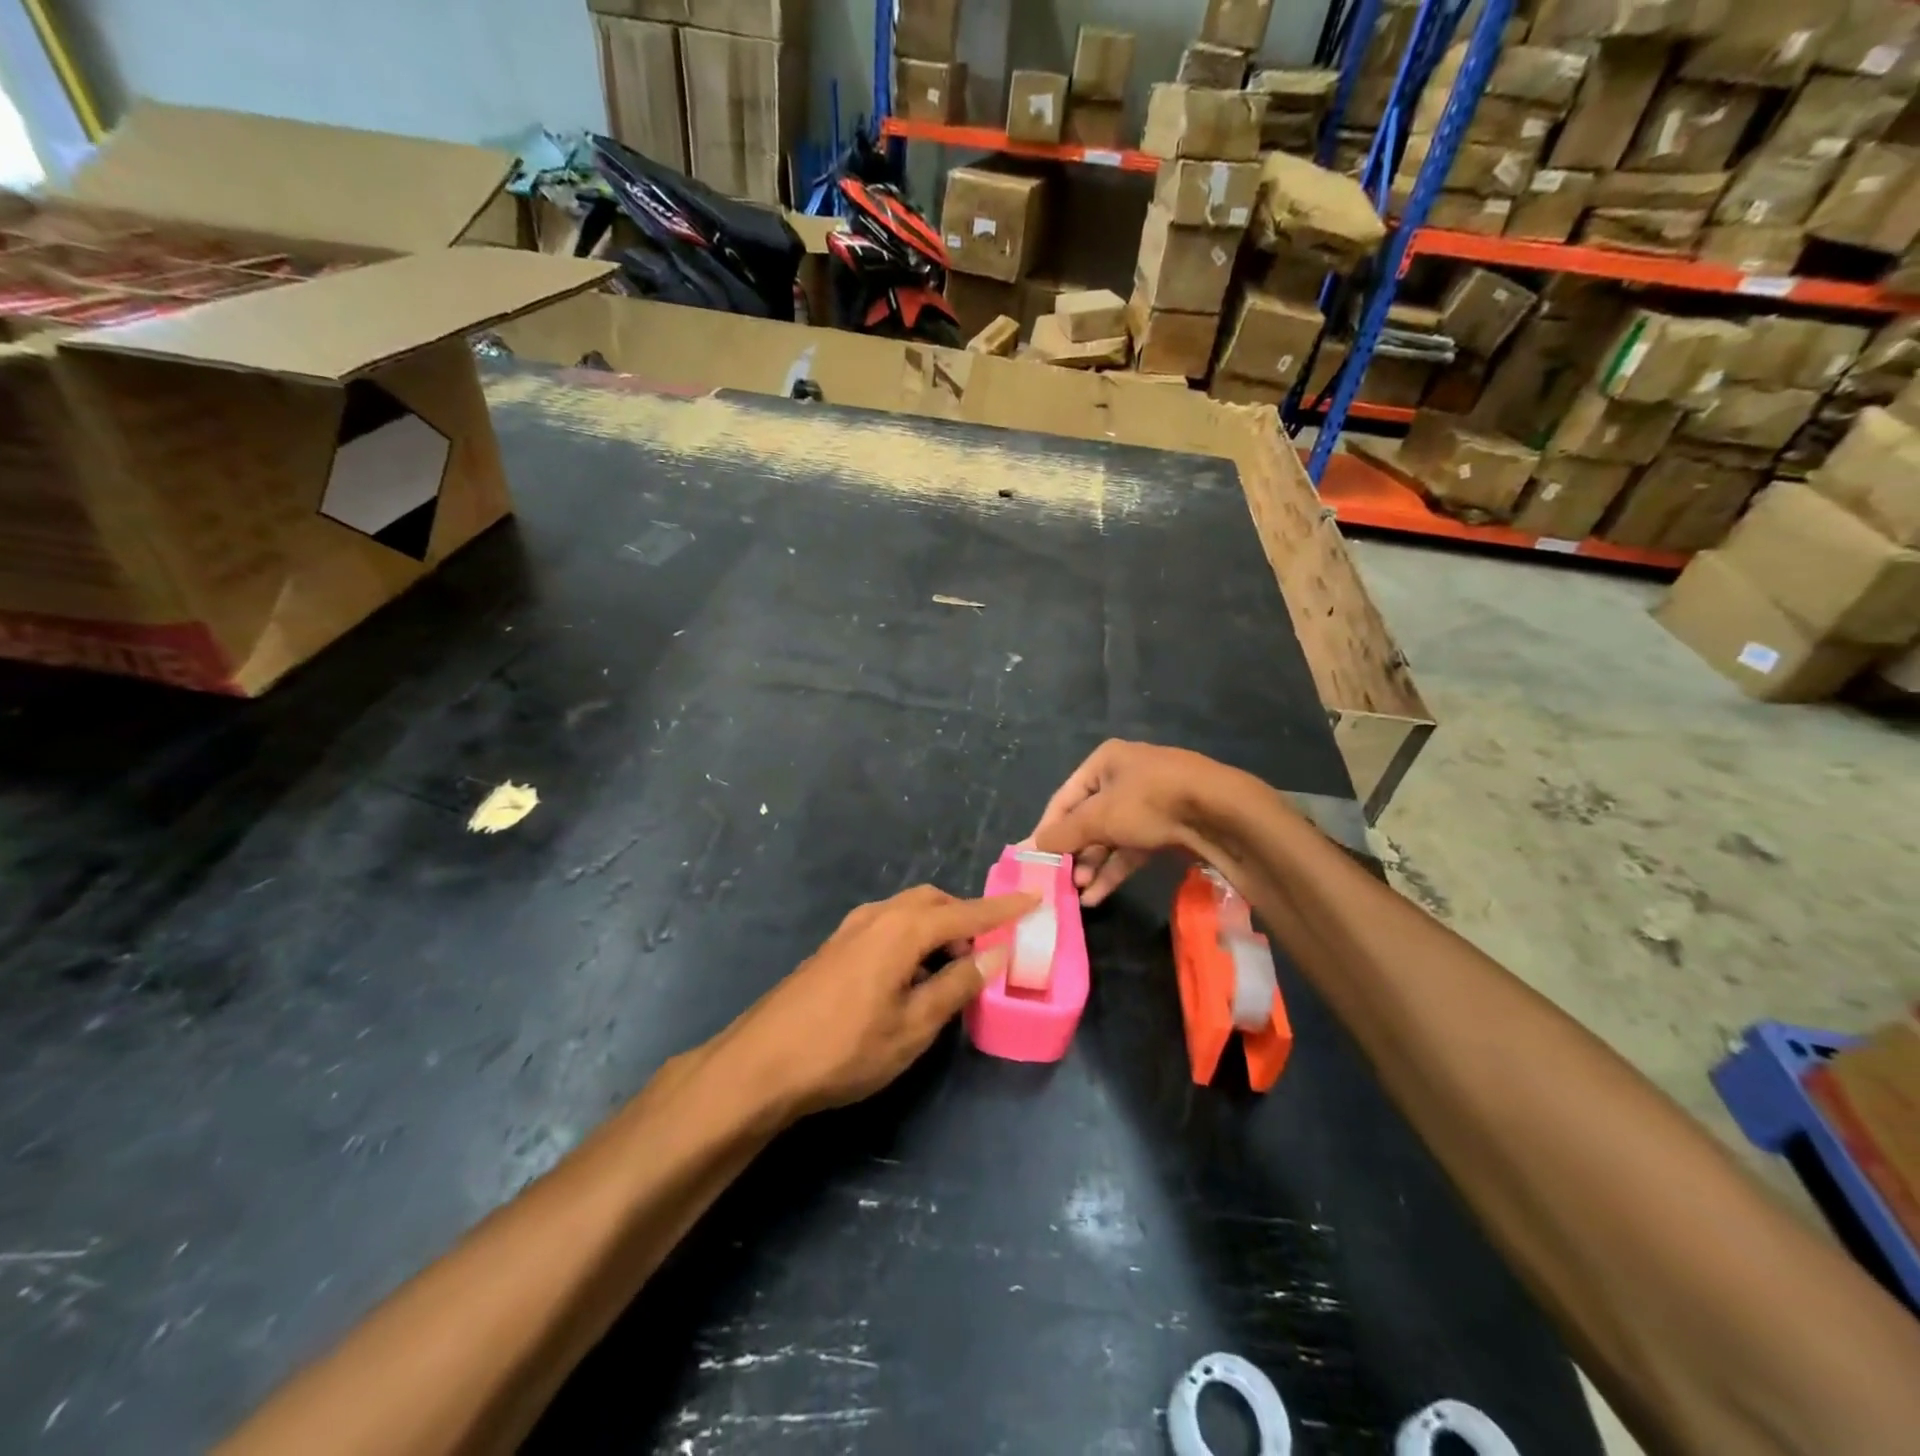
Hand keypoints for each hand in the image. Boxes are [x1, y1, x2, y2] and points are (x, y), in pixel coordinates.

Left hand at [721, 885, 1036, 1119]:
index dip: (1003, 909)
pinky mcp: (835, 946)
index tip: (1035, 898)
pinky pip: (888, 925)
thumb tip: (993, 953)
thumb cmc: (845, 1048)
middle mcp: (877, 916)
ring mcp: (850, 929)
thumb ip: (956, 985)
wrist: (762, 1063)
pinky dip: (913, 936)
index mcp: (901, 929)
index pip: (965, 912)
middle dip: (966, 916)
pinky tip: (913, 973)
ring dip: (938, 927)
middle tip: (989, 947)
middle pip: (933, 902)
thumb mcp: (913, 1026)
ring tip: (954, 965)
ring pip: (907, 911)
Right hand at [1031, 740, 1249, 905]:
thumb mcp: (1099, 817)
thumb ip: (1064, 834)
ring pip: (1111, 837)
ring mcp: (1149, 803)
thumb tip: (1030, 846)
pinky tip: (1098, 895)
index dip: (1048, 829)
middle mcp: (1124, 777)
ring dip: (1094, 865)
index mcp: (1104, 762)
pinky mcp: (1167, 827)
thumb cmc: (1149, 802)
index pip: (1064, 798)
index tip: (1035, 859)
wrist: (1220, 812)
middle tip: (1061, 881)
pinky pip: (1132, 848)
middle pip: (1088, 819)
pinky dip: (1115, 869)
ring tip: (1079, 894)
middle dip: (1075, 853)